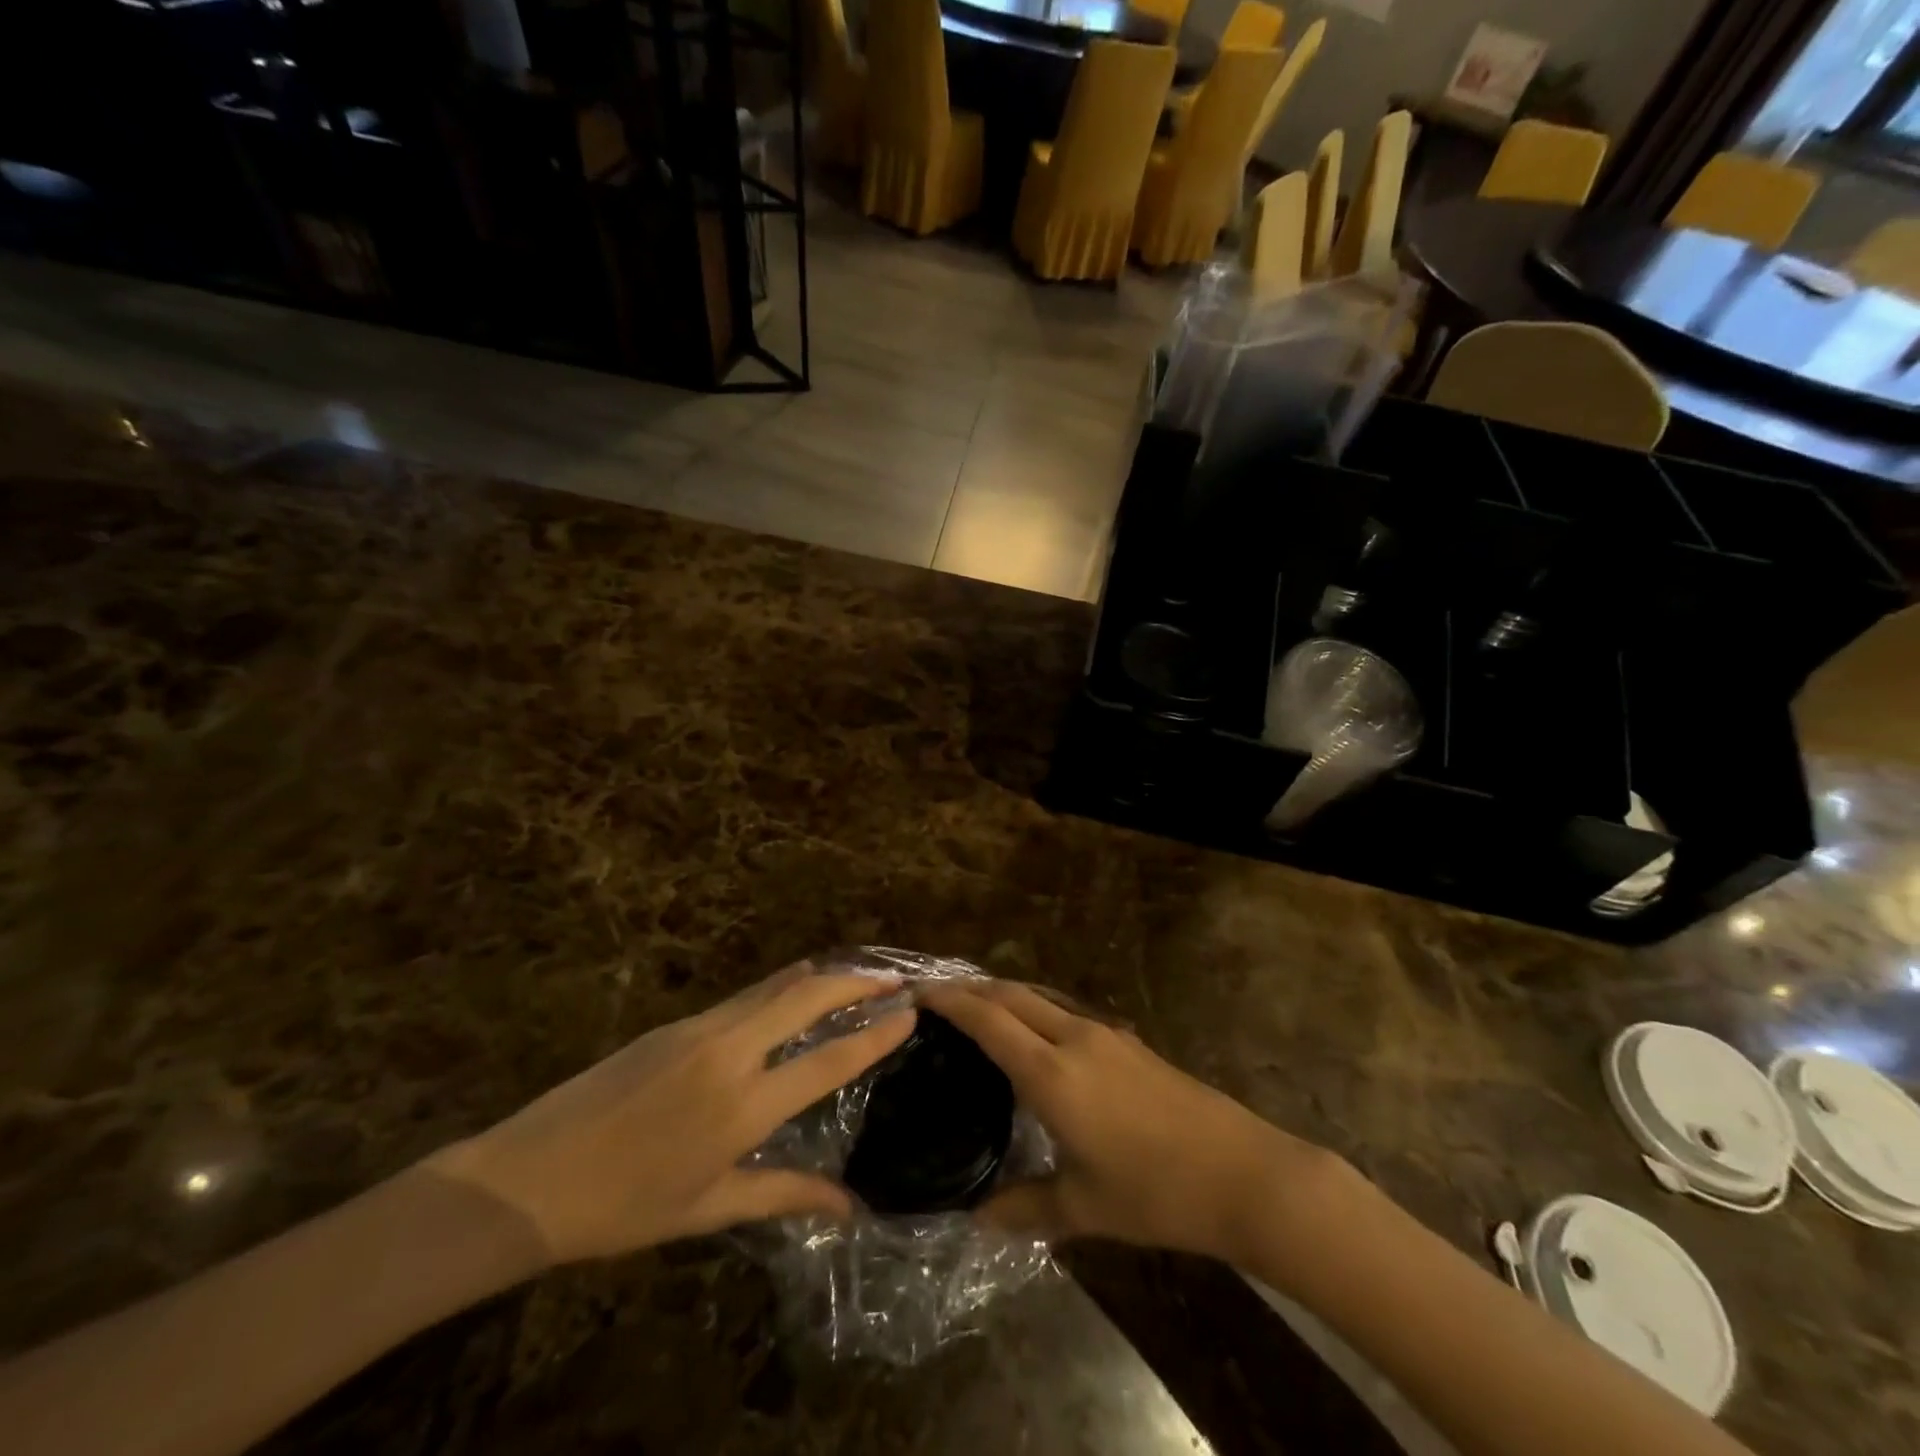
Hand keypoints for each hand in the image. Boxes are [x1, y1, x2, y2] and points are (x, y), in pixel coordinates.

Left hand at [426, 964, 914, 1264]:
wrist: (527, 1177)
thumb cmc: (623, 1207)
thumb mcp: (707, 1208)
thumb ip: (784, 1195)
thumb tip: (849, 1207)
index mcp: (743, 1107)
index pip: (827, 1061)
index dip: (874, 1036)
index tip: (909, 1012)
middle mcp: (729, 1052)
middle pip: (807, 998)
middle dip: (856, 983)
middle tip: (893, 979)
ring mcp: (700, 1029)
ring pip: (775, 987)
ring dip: (820, 977)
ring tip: (855, 975)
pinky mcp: (676, 1023)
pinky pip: (745, 996)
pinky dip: (782, 987)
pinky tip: (793, 991)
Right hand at [920, 981, 1340, 1264]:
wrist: (1244, 1172)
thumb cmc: (1157, 1191)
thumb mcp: (1084, 1208)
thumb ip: (1025, 1208)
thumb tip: (977, 1219)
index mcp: (1053, 1073)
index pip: (989, 1020)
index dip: (951, 1001)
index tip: (918, 992)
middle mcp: (1075, 1038)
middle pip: (1012, 994)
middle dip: (971, 988)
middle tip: (936, 997)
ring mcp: (1106, 1035)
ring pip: (1041, 997)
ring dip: (1005, 994)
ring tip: (977, 1009)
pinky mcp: (1129, 1042)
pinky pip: (1065, 1011)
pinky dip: (1034, 1009)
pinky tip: (1035, 1037)